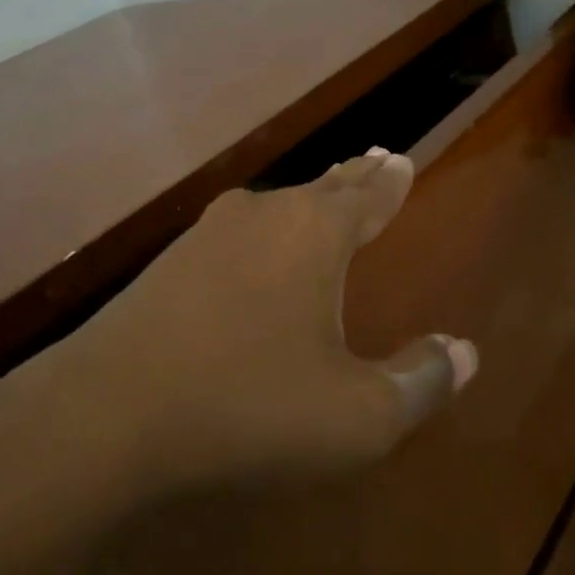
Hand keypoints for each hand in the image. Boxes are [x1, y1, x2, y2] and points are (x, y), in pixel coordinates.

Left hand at [65, 149, 478, 493]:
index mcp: (316, 234)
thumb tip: (464, 352)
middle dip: (354, 177)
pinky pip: (237, 231)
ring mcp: (211, 233)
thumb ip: (418, 382)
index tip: (402, 158)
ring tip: (324, 194)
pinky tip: (254, 245)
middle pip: (323, 188)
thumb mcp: (356, 416)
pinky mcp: (171, 260)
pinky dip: (264, 229)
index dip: (390, 180)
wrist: (111, 408)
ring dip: (308, 200)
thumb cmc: (250, 405)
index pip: (368, 196)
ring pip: (276, 205)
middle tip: (375, 157)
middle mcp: (266, 215)